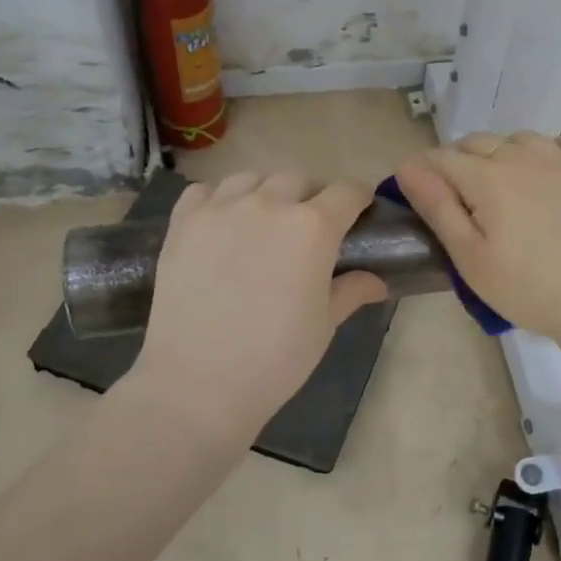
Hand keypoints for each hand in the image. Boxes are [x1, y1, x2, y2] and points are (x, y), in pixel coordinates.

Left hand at [129, 172, 386, 431]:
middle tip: (310, 227)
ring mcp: (221, 208)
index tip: (360, 212)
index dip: (359, 199)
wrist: (197, 383)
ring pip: (253, 178)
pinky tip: (223, 222)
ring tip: (264, 220)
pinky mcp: (184, 222)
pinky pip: (207, 190)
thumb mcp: (323, 325)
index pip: (347, 191)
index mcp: (313, 227)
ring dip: (267, 192)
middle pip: (299, 179)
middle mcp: (269, 204)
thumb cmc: (275, 358)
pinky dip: (220, 198)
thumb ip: (350, 291)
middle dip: (313, 196)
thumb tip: (376, 281)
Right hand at [393, 132, 560, 345]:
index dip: (425, 171)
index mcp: (488, 178)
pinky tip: (554, 170)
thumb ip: (437, 207)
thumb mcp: (470, 257)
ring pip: (523, 138)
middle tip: (463, 199)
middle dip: (460, 161)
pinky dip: (556, 149)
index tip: (424, 194)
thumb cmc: (527, 289)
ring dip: (505, 153)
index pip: (442, 157)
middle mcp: (525, 156)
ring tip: (507, 185)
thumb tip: (407, 166)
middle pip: (479, 142)